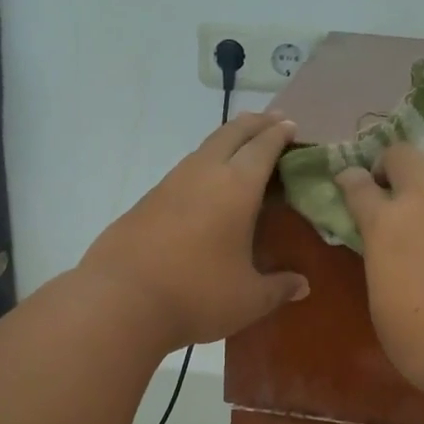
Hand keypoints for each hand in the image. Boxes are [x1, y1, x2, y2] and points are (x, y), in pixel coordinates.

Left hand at [80, 111, 308, 350]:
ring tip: (241, 150)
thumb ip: (279, 288)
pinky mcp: (147, 201)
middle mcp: (203, 174)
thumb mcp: (248, 299)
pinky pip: (184, 171)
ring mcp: (170, 184)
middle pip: (231, 134)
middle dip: (254, 124)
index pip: (263, 148)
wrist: (120, 302)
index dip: (279, 134)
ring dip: (227, 142)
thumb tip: (303, 286)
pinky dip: (204, 166)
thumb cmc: (197, 295)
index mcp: (236, 188)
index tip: (291, 127)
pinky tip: (206, 187)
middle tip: (272, 121)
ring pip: (204, 149)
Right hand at [336, 144, 423, 408]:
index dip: (349, 179)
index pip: (357, 186)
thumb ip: (382, 269)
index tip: (348, 179)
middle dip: (393, 162)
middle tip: (395, 183)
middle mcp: (423, 201)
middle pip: (401, 153)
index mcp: (383, 227)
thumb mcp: (383, 309)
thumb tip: (389, 257)